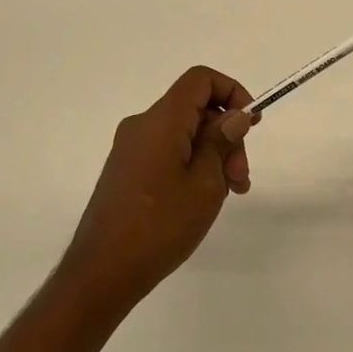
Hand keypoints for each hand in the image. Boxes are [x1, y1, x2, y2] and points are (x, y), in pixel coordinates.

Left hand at [60, 66, 257, 310]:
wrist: (102, 272)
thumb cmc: (160, 225)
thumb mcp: (205, 183)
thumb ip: (222, 141)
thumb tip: (235, 115)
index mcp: (161, 120)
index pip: (200, 79)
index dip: (231, 91)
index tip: (250, 124)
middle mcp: (142, 124)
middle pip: (194, 109)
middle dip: (226, 134)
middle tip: (241, 177)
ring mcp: (130, 148)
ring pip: (183, 132)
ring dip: (212, 153)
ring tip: (229, 193)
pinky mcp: (125, 170)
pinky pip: (166, 150)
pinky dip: (191, 163)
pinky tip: (202, 198)